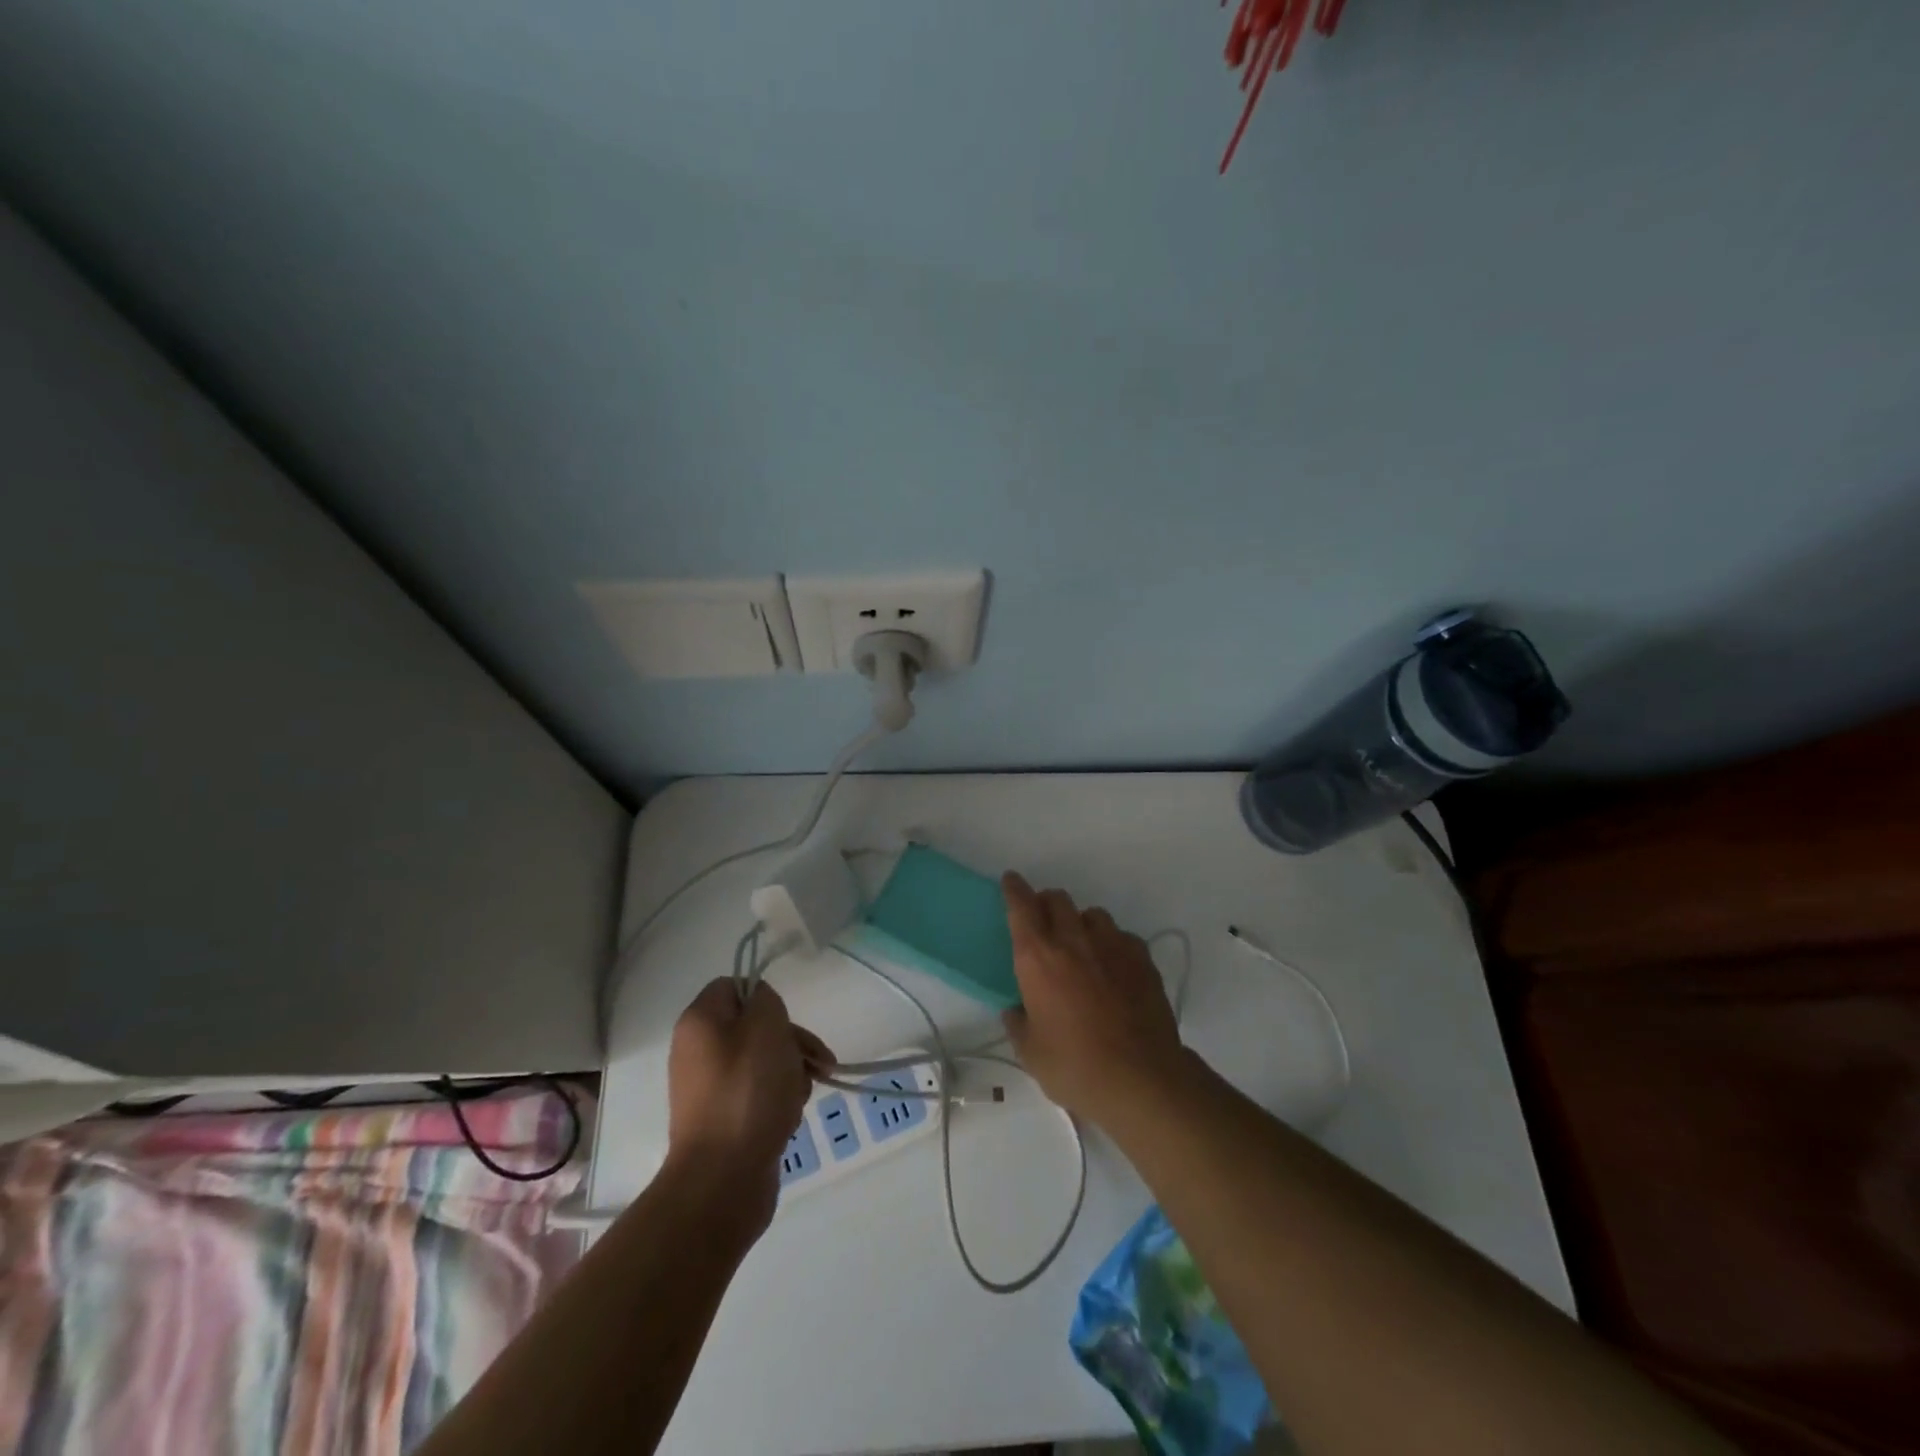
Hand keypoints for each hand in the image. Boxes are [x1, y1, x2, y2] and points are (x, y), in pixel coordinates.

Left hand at [665, 980, 834, 1219]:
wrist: (723, 1180)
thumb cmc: (747, 1092)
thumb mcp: (766, 1027)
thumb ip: (766, 1000)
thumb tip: (761, 1004)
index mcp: (700, 1022)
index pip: (733, 986)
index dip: (765, 997)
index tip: (785, 1020)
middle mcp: (698, 1050)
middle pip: (753, 1026)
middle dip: (790, 1040)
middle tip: (817, 1060)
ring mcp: (710, 1088)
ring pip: (762, 1061)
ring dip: (790, 1071)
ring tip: (802, 1094)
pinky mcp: (724, 1120)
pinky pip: (757, 1094)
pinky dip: (778, 1099)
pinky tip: (790, 1116)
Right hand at [1000, 873, 1188, 1125]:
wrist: (1142, 1078)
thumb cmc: (1076, 1066)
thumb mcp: (1031, 1054)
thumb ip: (1018, 1025)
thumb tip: (1015, 1010)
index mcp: (1038, 958)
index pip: (1021, 907)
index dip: (1014, 890)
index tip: (1011, 881)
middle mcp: (1074, 941)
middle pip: (1057, 899)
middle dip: (1046, 903)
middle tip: (1043, 921)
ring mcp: (1112, 945)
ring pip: (1092, 914)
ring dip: (1080, 922)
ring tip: (1081, 945)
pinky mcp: (1142, 958)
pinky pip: (1121, 936)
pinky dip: (1112, 944)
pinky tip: (1113, 967)